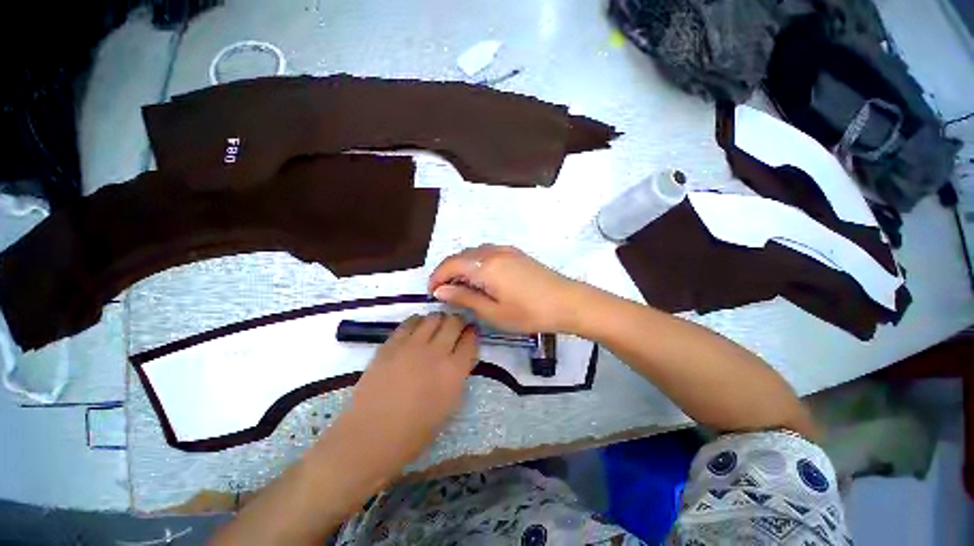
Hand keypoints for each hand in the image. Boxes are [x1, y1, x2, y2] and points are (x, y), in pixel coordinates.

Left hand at [319, 313, 477, 488]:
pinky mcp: (391, 344)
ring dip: (439, 320)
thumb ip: (457, 376)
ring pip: (433, 317)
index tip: (470, 332)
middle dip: (458, 321)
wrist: (370, 436)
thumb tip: (459, 358)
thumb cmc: (414, 432)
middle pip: (454, 322)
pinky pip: (410, 322)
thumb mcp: (448, 406)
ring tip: (436, 327)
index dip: (472, 333)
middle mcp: (436, 352)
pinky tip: (417, 328)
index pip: (470, 340)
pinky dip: (418, 321)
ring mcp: (412, 345)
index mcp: (454, 371)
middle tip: (455, 327)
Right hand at [428, 244, 586, 333]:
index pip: (450, 264)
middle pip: (461, 256)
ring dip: (462, 267)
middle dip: (448, 272)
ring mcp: (506, 250)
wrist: (567, 302)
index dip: (437, 277)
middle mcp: (492, 251)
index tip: (432, 293)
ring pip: (474, 253)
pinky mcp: (515, 253)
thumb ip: (464, 297)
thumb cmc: (529, 312)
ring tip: (461, 287)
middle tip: (445, 293)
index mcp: (485, 265)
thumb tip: (440, 290)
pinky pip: (487, 253)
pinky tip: (481, 279)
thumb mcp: (493, 312)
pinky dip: (476, 264)